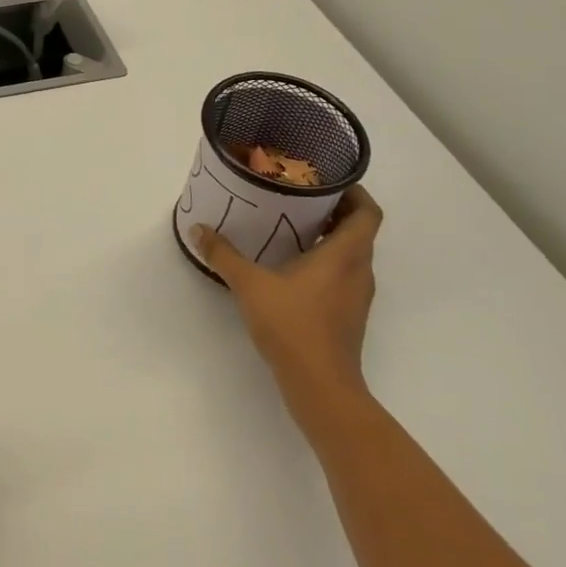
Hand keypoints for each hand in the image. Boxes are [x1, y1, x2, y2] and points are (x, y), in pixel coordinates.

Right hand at [192, 185, 383, 410]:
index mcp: (345, 254)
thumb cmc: (293, 326)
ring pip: (352, 254)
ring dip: (330, 237)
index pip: (368, 212)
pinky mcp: (349, 315)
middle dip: (334, 210)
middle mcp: (359, 271)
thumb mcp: (250, 285)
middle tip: (300, 196)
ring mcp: (358, 296)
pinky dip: (326, 261)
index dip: (355, 192)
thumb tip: (197, 229)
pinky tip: (293, 266)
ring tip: (293, 226)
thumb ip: (224, 255)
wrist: (321, 386)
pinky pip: (344, 275)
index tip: (329, 179)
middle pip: (359, 230)